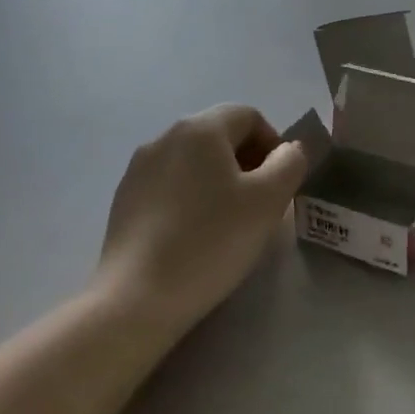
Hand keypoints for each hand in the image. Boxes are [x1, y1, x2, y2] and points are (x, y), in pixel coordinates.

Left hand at [98, 104, 308, 335]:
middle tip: (260, 204)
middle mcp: (165, 136)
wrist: (138, 297)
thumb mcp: (269, 200)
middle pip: (220, 135)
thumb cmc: (212, 240)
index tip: (280, 184)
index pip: (250, 116)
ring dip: (219, 180)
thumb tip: (289, 150)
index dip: (274, 144)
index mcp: (201, 128)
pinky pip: (170, 184)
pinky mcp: (125, 198)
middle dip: (248, 162)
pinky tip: (194, 235)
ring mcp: (139, 167)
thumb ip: (290, 163)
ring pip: (194, 161)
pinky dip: (191, 198)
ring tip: (228, 222)